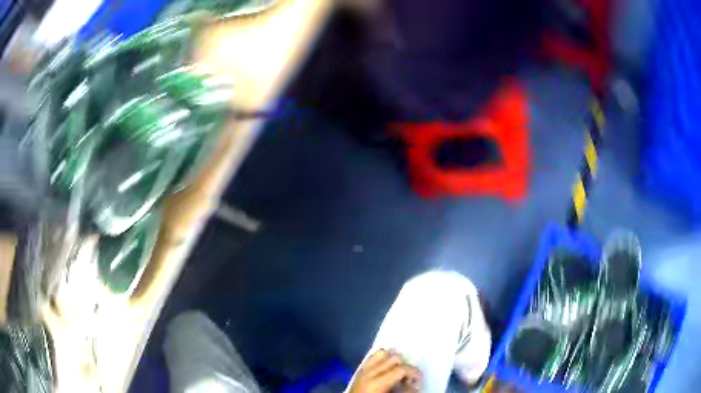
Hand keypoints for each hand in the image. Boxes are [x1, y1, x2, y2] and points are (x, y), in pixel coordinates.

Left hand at [349, 349, 421, 392]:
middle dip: (405, 365)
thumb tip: (414, 385)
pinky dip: (381, 359)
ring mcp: (362, 369)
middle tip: (408, 377)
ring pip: (381, 353)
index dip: (414, 372)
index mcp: (377, 382)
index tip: (419, 379)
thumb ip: (404, 391)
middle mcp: (369, 371)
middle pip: (394, 358)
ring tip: (397, 371)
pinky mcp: (359, 370)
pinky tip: (386, 369)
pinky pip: (371, 357)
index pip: (402, 369)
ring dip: (392, 359)